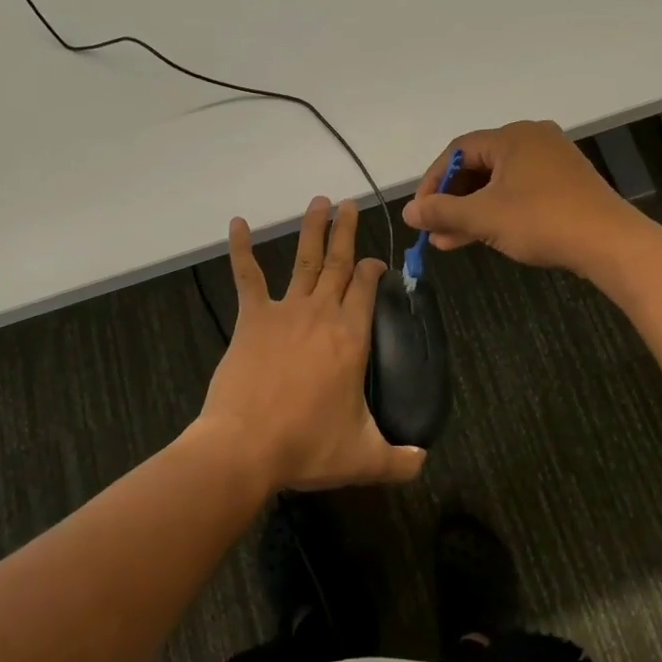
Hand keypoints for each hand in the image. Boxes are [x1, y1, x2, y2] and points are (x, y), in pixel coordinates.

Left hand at [193, 197, 426, 493]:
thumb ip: (400, 459)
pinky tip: (237, 223)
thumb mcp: (364, 458)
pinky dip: (241, 249)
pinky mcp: (252, 318)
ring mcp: (285, 311)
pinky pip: (248, 276)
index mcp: (351, 337)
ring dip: (313, 229)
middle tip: (351, 203)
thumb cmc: (307, 446)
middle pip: (339, 264)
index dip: (373, 269)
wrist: (245, 446)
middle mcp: (322, 313)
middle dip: (347, 232)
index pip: (366, 287)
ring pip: (305, 260)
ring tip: (320, 201)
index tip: (375, 262)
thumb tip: (423, 460)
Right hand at [401, 120, 640, 275]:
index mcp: (512, 136)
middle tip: (433, 228)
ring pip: (498, 183)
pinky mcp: (566, 184)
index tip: (420, 212)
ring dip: (471, 211)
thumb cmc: (542, 221)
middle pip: (478, 165)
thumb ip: (442, 211)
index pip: (458, 151)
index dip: (433, 181)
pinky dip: (497, 211)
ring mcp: (552, 162)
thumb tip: (408, 212)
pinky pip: (520, 191)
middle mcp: (532, 140)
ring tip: (448, 241)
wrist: (610, 243)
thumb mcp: (483, 217)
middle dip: (452, 200)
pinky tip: (480, 236)